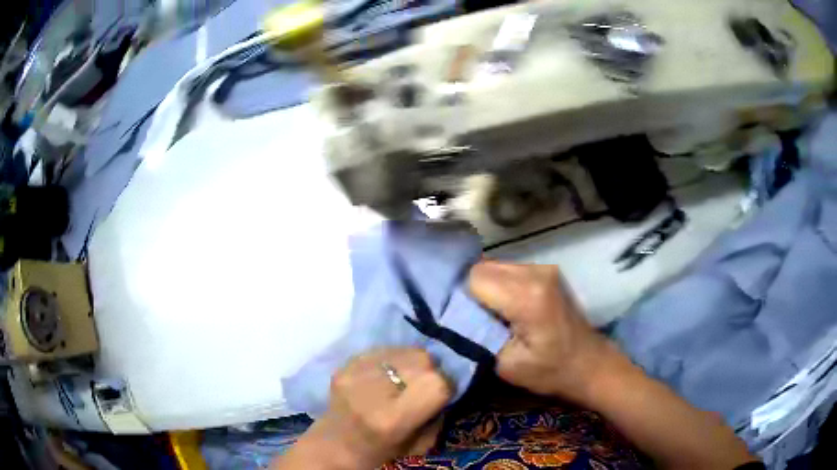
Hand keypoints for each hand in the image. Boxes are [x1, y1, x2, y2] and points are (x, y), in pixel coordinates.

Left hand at [285, 349, 451, 469]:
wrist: (334, 444)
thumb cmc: (380, 452)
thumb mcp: (419, 445)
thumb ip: (437, 414)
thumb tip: (448, 383)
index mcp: (391, 419)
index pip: (436, 383)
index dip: (445, 386)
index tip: (442, 395)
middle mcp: (372, 391)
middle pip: (422, 359)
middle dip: (430, 371)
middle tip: (421, 387)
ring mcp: (355, 372)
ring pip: (405, 349)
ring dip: (412, 362)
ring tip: (403, 379)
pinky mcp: (345, 363)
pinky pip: (384, 349)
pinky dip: (392, 359)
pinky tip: (385, 376)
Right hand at [469, 260, 609, 403]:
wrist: (590, 364)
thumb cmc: (551, 371)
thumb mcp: (506, 365)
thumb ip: (477, 336)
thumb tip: (453, 317)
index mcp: (527, 296)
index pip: (475, 278)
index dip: (464, 299)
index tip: (465, 320)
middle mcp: (537, 272)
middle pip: (484, 267)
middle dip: (474, 291)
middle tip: (478, 320)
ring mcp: (545, 268)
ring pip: (496, 266)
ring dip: (488, 287)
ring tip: (495, 315)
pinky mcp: (548, 271)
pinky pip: (510, 270)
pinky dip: (502, 285)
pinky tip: (509, 308)